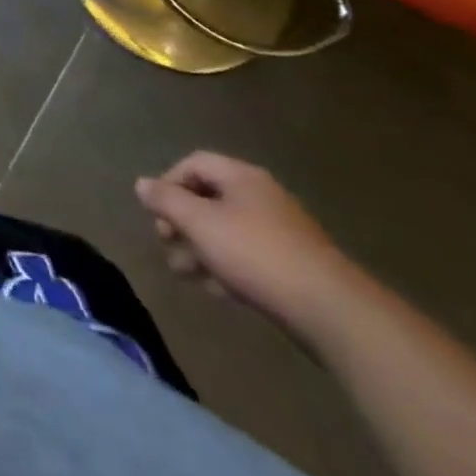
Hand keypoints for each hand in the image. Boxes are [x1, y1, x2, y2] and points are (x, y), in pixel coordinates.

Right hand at [135, 151, 363, 339]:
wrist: (333, 312)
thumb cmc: (256, 254)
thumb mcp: (199, 223)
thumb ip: (166, 200)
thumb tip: (142, 184)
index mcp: (242, 177)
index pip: (194, 164)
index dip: (168, 183)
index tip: (156, 212)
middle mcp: (262, 197)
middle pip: (209, 198)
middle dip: (182, 221)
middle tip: (166, 244)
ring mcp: (282, 232)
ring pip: (227, 231)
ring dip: (200, 248)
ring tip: (184, 273)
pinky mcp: (294, 266)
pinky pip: (249, 256)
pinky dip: (227, 267)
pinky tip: (216, 290)